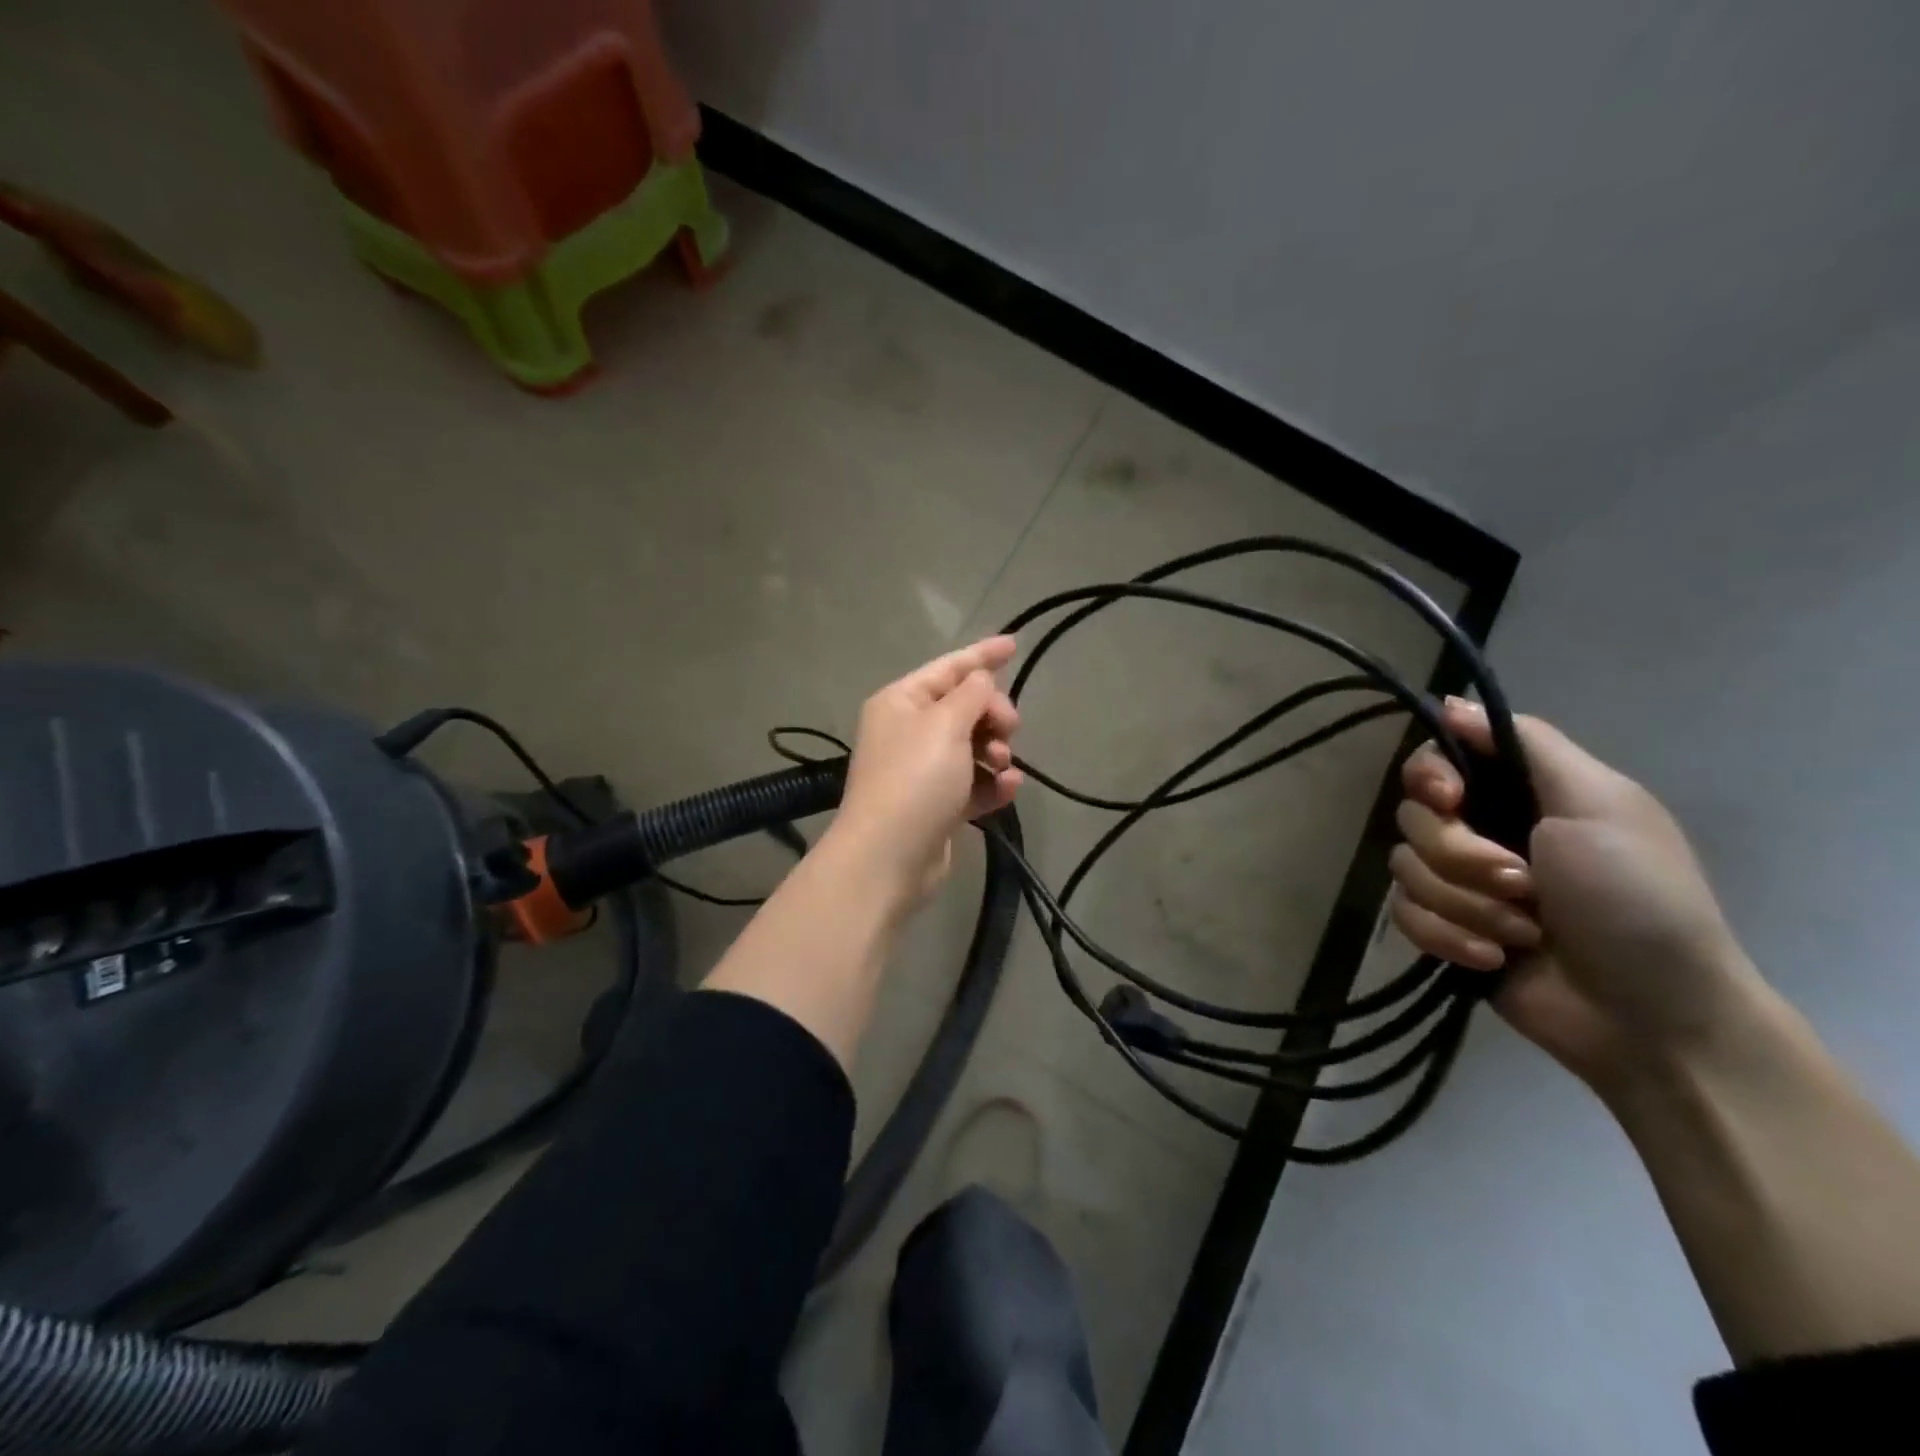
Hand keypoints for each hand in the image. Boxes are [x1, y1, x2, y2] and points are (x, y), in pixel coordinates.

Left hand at [831, 636, 1022, 900]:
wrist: (889, 857)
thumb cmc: (915, 779)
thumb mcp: (945, 724)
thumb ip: (972, 694)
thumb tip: (980, 679)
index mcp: (901, 702)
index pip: (948, 668)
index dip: (982, 655)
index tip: (1015, 644)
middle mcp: (908, 731)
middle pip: (964, 708)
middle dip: (993, 714)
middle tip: (1008, 729)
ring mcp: (921, 770)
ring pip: (972, 746)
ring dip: (995, 751)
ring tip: (1002, 765)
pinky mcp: (937, 805)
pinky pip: (973, 783)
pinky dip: (992, 783)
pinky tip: (1009, 788)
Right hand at [1390, 698, 1769, 1090]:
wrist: (1654, 1016)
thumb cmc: (1638, 900)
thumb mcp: (1600, 806)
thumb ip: (1527, 745)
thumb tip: (1450, 702)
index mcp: (1519, 793)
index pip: (1435, 759)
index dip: (1429, 775)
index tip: (1450, 799)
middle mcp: (1482, 830)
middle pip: (1413, 816)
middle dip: (1461, 856)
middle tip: (1523, 884)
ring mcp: (1460, 883)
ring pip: (1405, 869)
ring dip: (1466, 904)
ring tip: (1522, 931)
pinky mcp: (1446, 928)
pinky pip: (1404, 916)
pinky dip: (1449, 936)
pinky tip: (1494, 956)